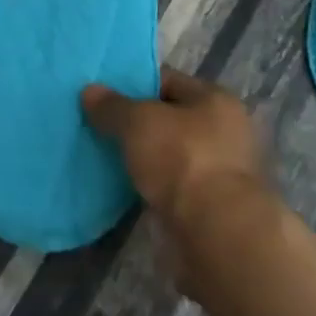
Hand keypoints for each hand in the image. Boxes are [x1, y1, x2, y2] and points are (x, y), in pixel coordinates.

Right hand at [81, 68, 281, 237]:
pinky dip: (151, 185)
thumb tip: (90, 91)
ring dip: (144, 157)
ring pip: (170, 154)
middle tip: (99, 125)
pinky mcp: (212, 207)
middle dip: (137, 123)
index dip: (134, 83)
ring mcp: (221, 172)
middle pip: (169, 118)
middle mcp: (225, 132)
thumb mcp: (138, 122)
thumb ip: (112, 105)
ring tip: (105, 156)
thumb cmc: (182, 160)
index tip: (103, 94)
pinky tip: (124, 187)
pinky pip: (172, 185)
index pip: (168, 80)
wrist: (217, 235)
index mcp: (216, 100)